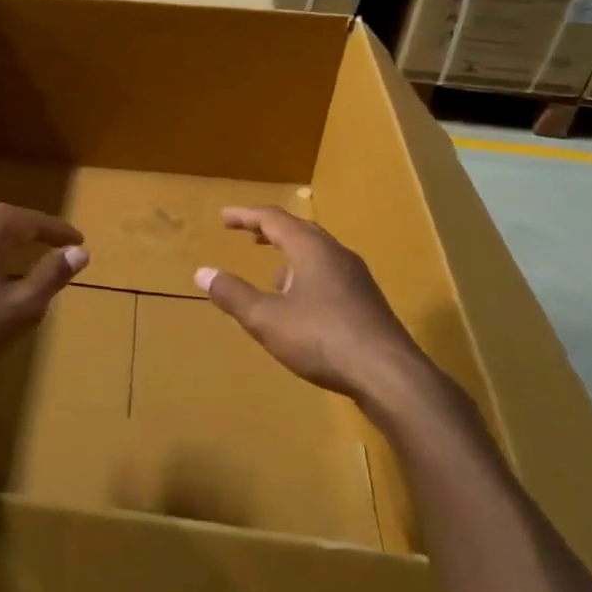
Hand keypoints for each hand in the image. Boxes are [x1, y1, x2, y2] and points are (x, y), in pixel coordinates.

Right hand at [195, 206, 426, 402]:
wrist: (389, 375)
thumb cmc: (321, 338)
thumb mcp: (266, 318)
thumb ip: (233, 294)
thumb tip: (202, 272)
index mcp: (311, 249)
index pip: (273, 219)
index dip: (246, 216)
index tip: (224, 217)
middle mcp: (336, 254)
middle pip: (300, 231)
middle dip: (271, 231)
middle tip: (248, 235)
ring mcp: (356, 278)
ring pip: (318, 254)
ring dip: (291, 255)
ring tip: (272, 273)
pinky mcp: (367, 302)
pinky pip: (330, 274)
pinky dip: (307, 275)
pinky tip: (301, 305)